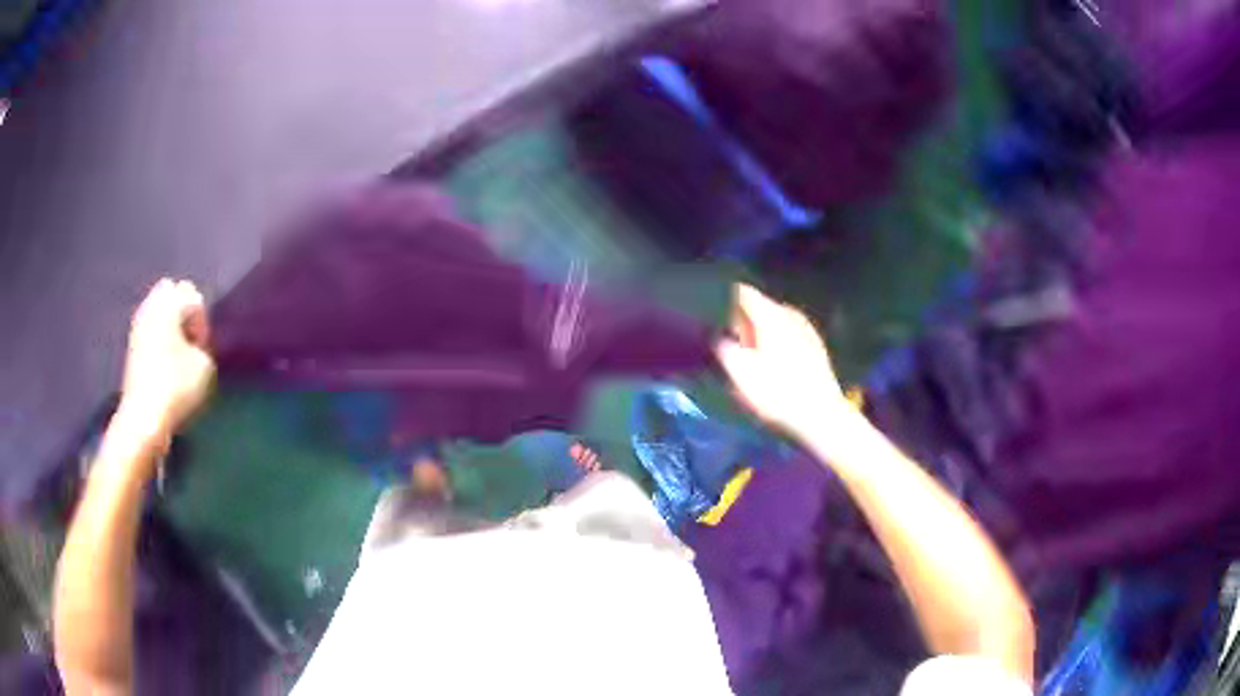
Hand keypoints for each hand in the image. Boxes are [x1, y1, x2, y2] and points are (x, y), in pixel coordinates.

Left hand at [116, 279, 215, 443]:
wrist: (143, 419)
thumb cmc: (176, 387)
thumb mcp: (205, 366)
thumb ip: (203, 347)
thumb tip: (194, 348)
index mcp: (169, 303)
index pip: (193, 295)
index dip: (202, 320)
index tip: (203, 348)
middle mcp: (151, 307)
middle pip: (170, 291)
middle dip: (181, 310)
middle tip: (190, 340)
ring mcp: (137, 327)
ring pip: (157, 311)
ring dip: (169, 326)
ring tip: (178, 355)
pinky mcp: (131, 348)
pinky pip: (149, 331)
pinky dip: (158, 340)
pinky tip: (165, 365)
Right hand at [715, 284, 848, 437]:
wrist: (821, 415)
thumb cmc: (777, 393)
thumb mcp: (740, 373)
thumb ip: (724, 348)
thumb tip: (718, 336)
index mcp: (769, 314)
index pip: (742, 292)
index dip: (724, 301)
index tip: (713, 318)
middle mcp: (789, 314)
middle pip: (759, 307)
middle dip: (742, 321)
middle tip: (728, 343)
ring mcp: (806, 329)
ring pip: (775, 322)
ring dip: (760, 334)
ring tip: (749, 356)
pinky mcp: (816, 346)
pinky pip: (788, 335)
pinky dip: (777, 343)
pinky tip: (773, 365)